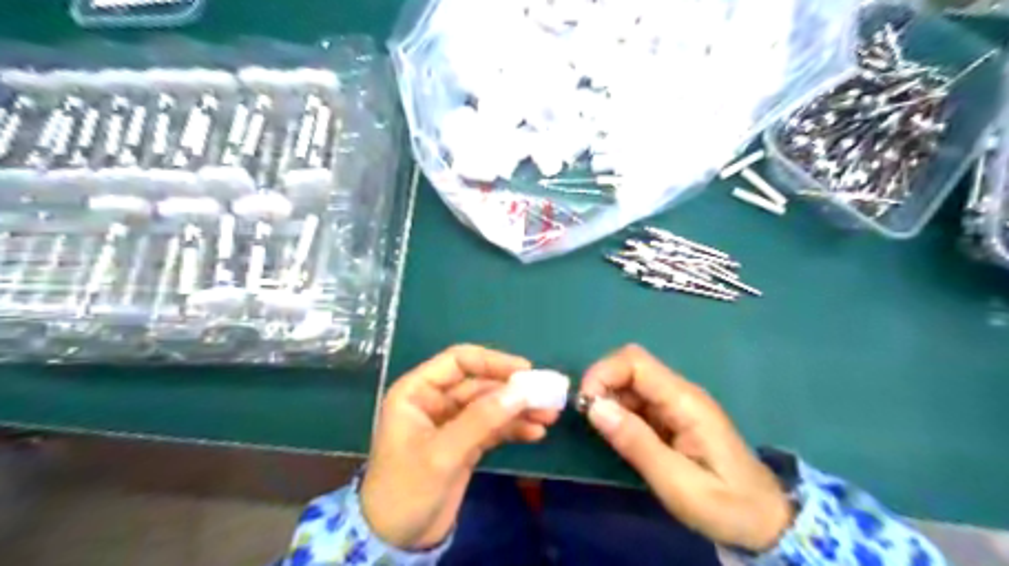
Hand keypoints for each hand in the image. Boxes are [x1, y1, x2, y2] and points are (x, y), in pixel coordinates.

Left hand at [362, 345, 559, 547]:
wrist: (396, 539)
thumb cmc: (407, 490)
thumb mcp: (443, 453)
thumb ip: (481, 419)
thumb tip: (521, 391)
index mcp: (417, 391)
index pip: (458, 362)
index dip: (492, 361)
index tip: (525, 370)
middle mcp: (435, 400)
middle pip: (480, 384)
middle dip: (512, 390)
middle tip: (547, 396)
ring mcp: (451, 422)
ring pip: (490, 405)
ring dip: (518, 409)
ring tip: (549, 416)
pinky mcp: (464, 443)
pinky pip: (492, 427)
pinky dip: (512, 428)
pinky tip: (535, 433)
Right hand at [581, 344, 791, 552]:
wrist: (765, 521)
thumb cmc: (726, 505)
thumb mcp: (677, 483)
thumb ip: (636, 443)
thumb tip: (594, 406)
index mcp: (685, 401)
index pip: (636, 362)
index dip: (603, 372)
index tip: (585, 404)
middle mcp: (679, 393)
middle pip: (631, 366)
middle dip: (602, 384)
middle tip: (588, 418)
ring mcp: (676, 404)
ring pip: (631, 383)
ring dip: (608, 398)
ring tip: (601, 431)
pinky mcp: (672, 417)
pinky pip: (637, 401)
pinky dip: (618, 411)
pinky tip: (616, 434)